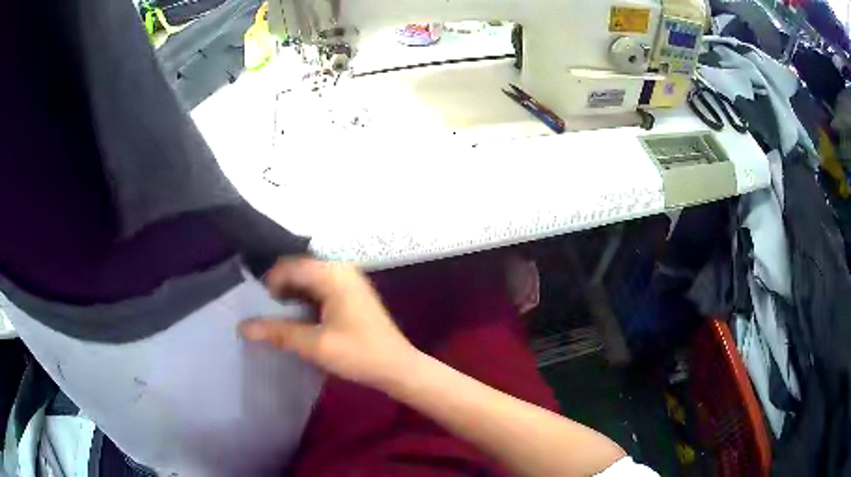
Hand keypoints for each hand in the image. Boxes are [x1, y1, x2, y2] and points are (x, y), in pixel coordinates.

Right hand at [239, 258, 417, 388]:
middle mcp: (340, 269)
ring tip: (277, 318)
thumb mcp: (314, 345)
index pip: (289, 267)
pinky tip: (298, 319)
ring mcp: (348, 280)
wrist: (397, 367)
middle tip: (264, 312)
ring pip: (308, 279)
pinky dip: (305, 299)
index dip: (269, 284)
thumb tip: (242, 327)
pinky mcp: (350, 293)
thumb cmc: (359, 354)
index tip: (257, 306)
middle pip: (298, 269)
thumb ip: (278, 332)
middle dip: (279, 289)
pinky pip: (319, 288)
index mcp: (332, 274)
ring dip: (291, 295)